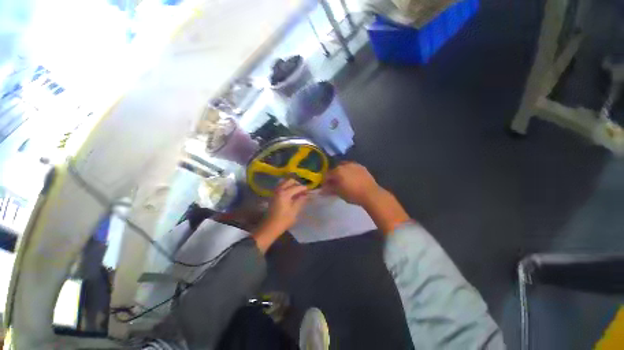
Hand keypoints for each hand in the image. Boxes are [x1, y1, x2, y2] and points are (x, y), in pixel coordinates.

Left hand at [266, 178, 309, 230]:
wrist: (270, 226)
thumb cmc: (284, 220)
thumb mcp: (294, 210)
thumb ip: (300, 200)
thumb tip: (306, 194)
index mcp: (285, 193)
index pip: (297, 187)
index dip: (303, 188)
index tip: (309, 190)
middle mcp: (279, 190)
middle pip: (290, 181)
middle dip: (297, 184)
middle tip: (303, 190)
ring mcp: (275, 191)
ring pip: (285, 182)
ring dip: (291, 184)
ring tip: (297, 191)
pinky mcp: (273, 195)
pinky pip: (281, 186)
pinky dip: (287, 187)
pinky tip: (291, 193)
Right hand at [323, 162, 410, 233]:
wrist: (371, 193)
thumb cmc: (352, 194)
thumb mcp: (339, 193)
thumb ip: (329, 189)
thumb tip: (322, 190)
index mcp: (337, 171)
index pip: (327, 174)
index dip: (325, 181)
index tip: (325, 186)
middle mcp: (345, 165)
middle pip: (335, 169)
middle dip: (333, 175)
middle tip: (334, 183)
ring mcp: (354, 164)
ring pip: (344, 167)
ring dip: (342, 172)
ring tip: (343, 180)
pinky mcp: (361, 167)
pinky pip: (352, 168)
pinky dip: (350, 172)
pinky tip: (352, 178)